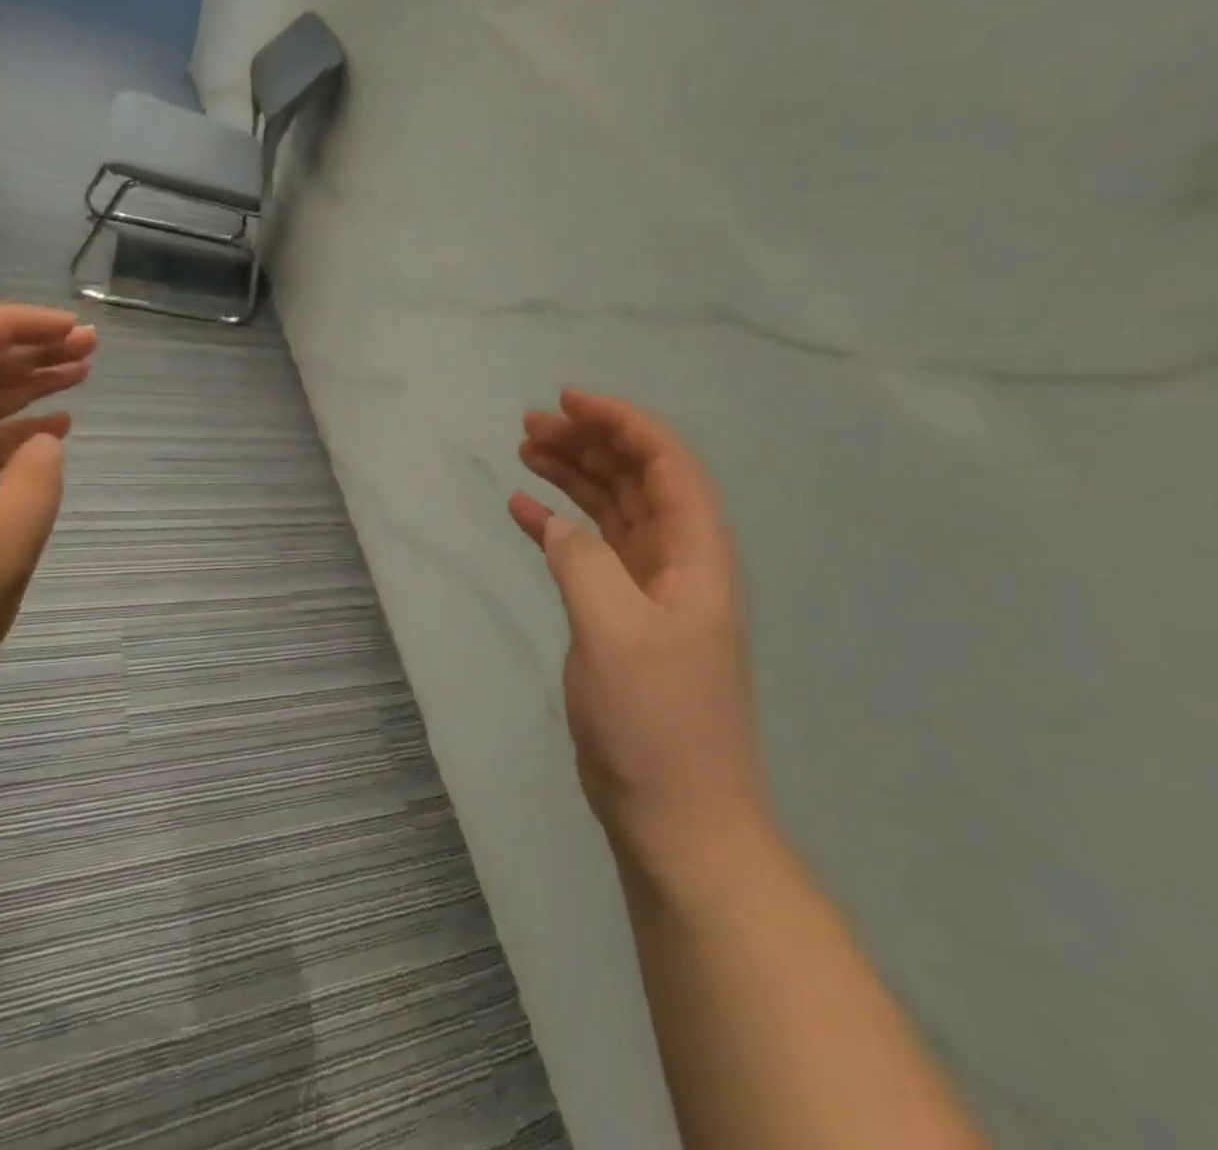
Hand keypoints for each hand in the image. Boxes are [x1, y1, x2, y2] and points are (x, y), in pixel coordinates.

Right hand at [509, 389, 767, 880]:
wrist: (677, 815)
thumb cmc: (656, 720)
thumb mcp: (614, 630)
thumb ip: (582, 561)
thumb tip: (554, 522)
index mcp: (695, 553)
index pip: (665, 463)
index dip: (621, 422)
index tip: (568, 402)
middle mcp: (678, 561)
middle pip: (635, 479)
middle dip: (588, 443)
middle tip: (531, 425)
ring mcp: (649, 589)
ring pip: (610, 511)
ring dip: (572, 478)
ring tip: (525, 450)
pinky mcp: (621, 616)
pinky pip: (588, 552)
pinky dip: (557, 527)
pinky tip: (522, 510)